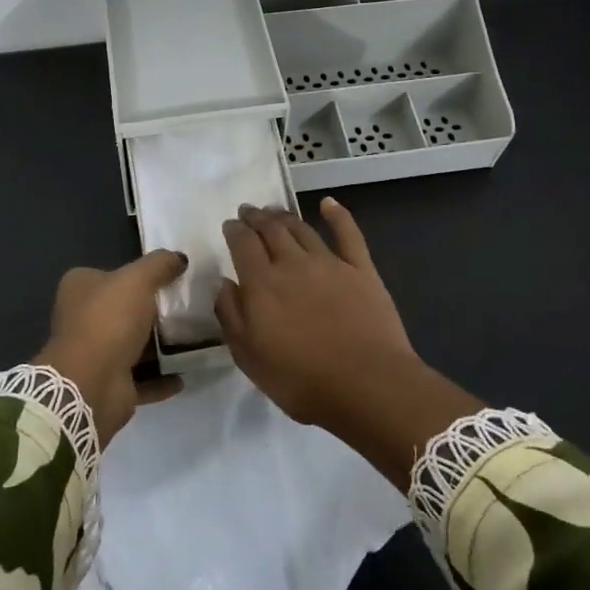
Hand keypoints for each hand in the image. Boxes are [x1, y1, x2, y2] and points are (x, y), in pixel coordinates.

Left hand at [34, 251, 186, 445]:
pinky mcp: (109, 384)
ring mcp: (95, 354)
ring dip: (161, 346)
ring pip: (134, 345)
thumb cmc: (109, 320)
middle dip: (154, 312)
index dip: (138, 274)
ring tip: (194, 339)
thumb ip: (160, 264)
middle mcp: (83, 319)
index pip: (111, 274)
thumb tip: (179, 258)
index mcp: (80, 289)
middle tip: (189, 308)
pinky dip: (162, 377)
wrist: (91, 383)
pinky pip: (142, 378)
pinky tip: (185, 373)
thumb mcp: (138, 279)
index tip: (171, 277)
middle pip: (124, 310)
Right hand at [216, 199, 480, 487]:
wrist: (367, 385)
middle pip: (270, 230)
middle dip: (256, 217)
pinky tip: (328, 204)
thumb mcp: (249, 357)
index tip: (229, 224)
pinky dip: (337, 215)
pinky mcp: (361, 269)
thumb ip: (231, 315)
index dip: (234, 230)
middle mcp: (292, 264)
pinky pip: (348, 233)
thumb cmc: (301, 379)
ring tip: (274, 211)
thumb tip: (222, 283)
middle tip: (248, 211)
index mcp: (261, 284)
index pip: (242, 244)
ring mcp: (330, 263)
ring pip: (302, 229)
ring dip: (285, 216)